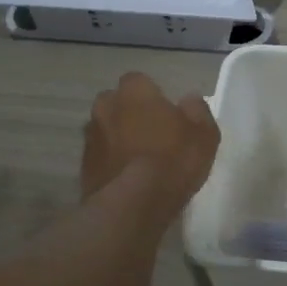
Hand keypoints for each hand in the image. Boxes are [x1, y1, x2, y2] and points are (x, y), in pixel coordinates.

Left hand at [81, 72, 219, 208]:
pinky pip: (101, 157)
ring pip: (106, 131)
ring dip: (119, 140)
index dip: (154, 97)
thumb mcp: (204, 134)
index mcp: (133, 91)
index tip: (168, 115)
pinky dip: (112, 163)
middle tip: (153, 136)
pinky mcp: (83, 167)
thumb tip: (190, 100)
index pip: (140, 81)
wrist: (133, 204)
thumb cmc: (173, 160)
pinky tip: (128, 180)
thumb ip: (197, 110)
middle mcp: (105, 106)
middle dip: (131, 115)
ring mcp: (90, 137)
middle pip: (118, 104)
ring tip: (140, 162)